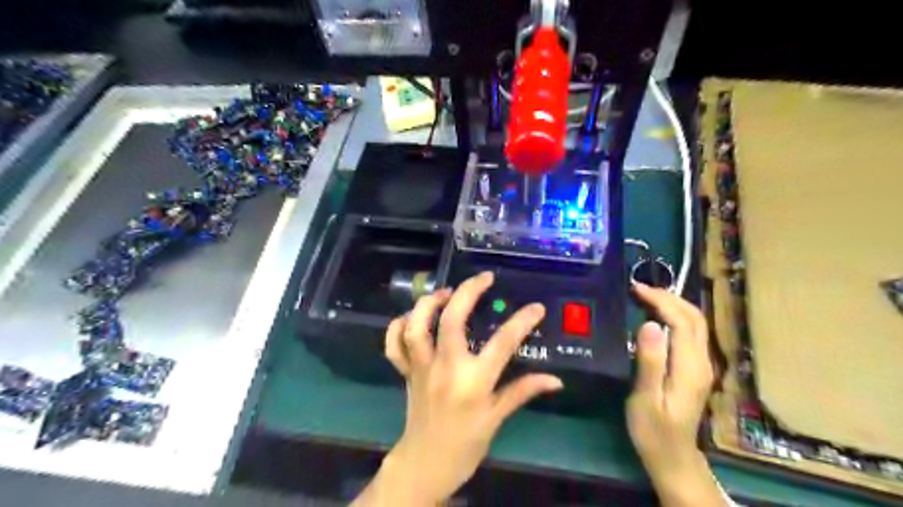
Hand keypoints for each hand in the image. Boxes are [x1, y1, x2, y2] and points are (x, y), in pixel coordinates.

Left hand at [354, 270, 561, 503]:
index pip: (502, 344)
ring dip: (429, 302)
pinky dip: (398, 325)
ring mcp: (421, 367)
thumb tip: (556, 380)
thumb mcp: (496, 418)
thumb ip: (523, 392)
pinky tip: (413, 316)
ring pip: (416, 325)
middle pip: (451, 320)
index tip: (536, 308)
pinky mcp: (405, 371)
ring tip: (447, 292)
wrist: (425, 463)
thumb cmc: (466, 443)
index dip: (521, 322)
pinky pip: (394, 344)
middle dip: (468, 292)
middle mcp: (445, 368)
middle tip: (484, 278)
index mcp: (473, 382)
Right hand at [626, 284, 724, 503]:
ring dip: (673, 304)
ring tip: (645, 296)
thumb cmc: (653, 429)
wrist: (672, 456)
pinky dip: (674, 316)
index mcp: (690, 366)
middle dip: (668, 297)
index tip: (635, 289)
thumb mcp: (645, 397)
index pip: (681, 320)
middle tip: (639, 289)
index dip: (660, 300)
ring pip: (695, 323)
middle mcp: (702, 361)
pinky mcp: (696, 368)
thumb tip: (649, 324)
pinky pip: (690, 332)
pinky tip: (656, 316)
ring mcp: (701, 365)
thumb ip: (650, 361)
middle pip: (694, 317)